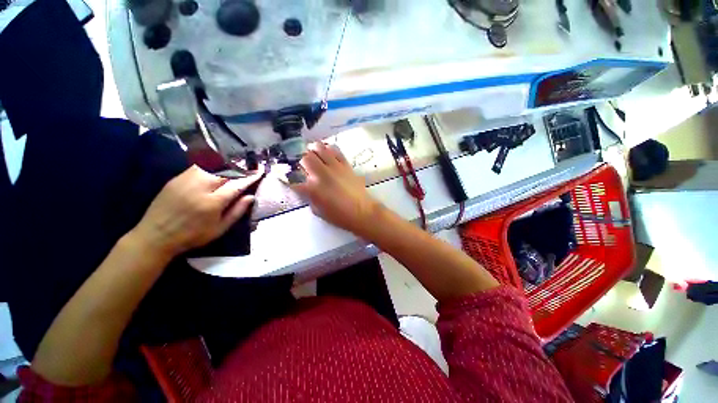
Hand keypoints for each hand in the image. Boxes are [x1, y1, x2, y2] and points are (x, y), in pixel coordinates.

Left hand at [132, 165, 261, 257]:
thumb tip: (251, 196)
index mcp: (213, 202)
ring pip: (212, 165)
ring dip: (227, 163)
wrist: (156, 235)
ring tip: (237, 163)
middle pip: (225, 171)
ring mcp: (186, 180)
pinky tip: (218, 165)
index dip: (250, 177)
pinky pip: (199, 166)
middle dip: (241, 167)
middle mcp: (200, 187)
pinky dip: (212, 164)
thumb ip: (237, 211)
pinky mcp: (177, 178)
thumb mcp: (219, 229)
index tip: (260, 171)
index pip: (237, 184)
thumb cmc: (192, 235)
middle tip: (250, 165)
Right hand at [293, 142, 380, 235]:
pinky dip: (329, 149)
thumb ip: (310, 198)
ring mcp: (334, 167)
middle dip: (300, 161)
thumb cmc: (340, 215)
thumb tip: (307, 189)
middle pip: (305, 158)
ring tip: (313, 154)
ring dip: (313, 151)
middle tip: (302, 165)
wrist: (362, 211)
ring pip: (320, 149)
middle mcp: (321, 174)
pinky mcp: (345, 165)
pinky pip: (336, 151)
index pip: (294, 181)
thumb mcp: (318, 211)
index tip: (287, 179)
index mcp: (312, 188)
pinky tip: (327, 152)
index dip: (287, 180)